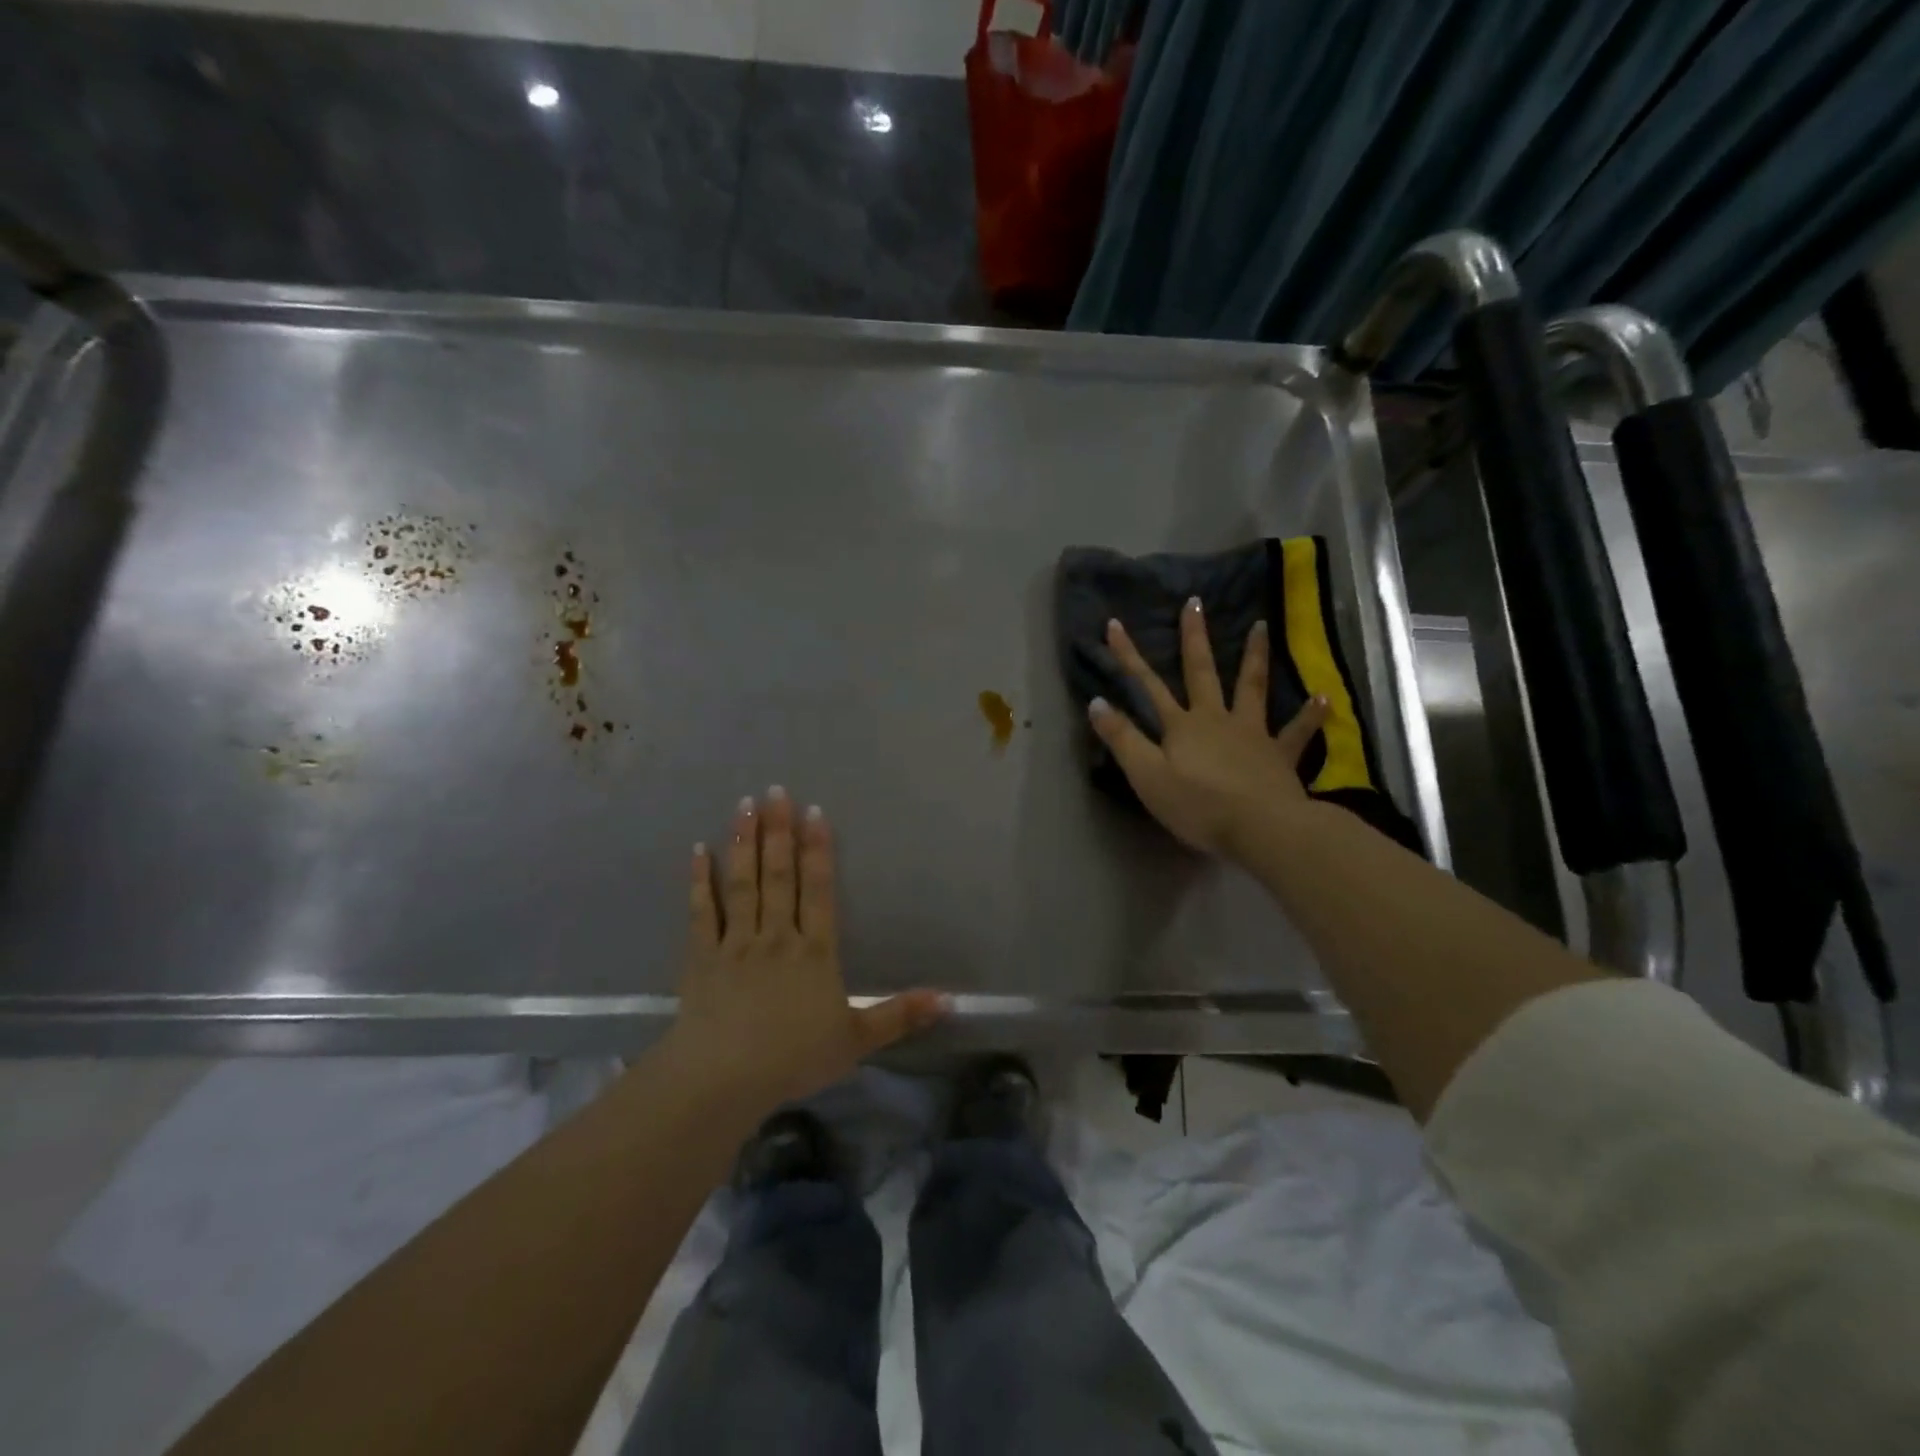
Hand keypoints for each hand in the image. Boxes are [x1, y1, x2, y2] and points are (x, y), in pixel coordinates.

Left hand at [668, 789, 948, 1115]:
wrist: (723, 1079)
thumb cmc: (794, 1058)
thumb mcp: (857, 1040)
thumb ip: (900, 1015)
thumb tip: (951, 1001)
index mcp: (815, 951)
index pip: (819, 890)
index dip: (818, 850)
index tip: (814, 812)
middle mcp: (777, 936)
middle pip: (779, 875)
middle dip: (779, 831)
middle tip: (774, 790)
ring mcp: (737, 943)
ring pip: (743, 883)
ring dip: (744, 843)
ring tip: (744, 805)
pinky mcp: (703, 958)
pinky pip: (703, 912)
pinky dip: (700, 881)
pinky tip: (698, 851)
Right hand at [1089, 599, 1327, 856]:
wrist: (1261, 828)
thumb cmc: (1198, 806)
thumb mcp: (1147, 776)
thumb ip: (1123, 739)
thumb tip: (1095, 702)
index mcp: (1182, 725)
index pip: (1148, 684)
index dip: (1128, 656)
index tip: (1114, 624)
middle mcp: (1216, 718)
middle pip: (1202, 671)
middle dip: (1194, 637)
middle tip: (1195, 602)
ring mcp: (1252, 733)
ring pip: (1252, 687)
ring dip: (1254, 656)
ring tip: (1261, 626)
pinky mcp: (1280, 755)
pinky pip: (1298, 731)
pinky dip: (1310, 714)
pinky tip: (1323, 697)